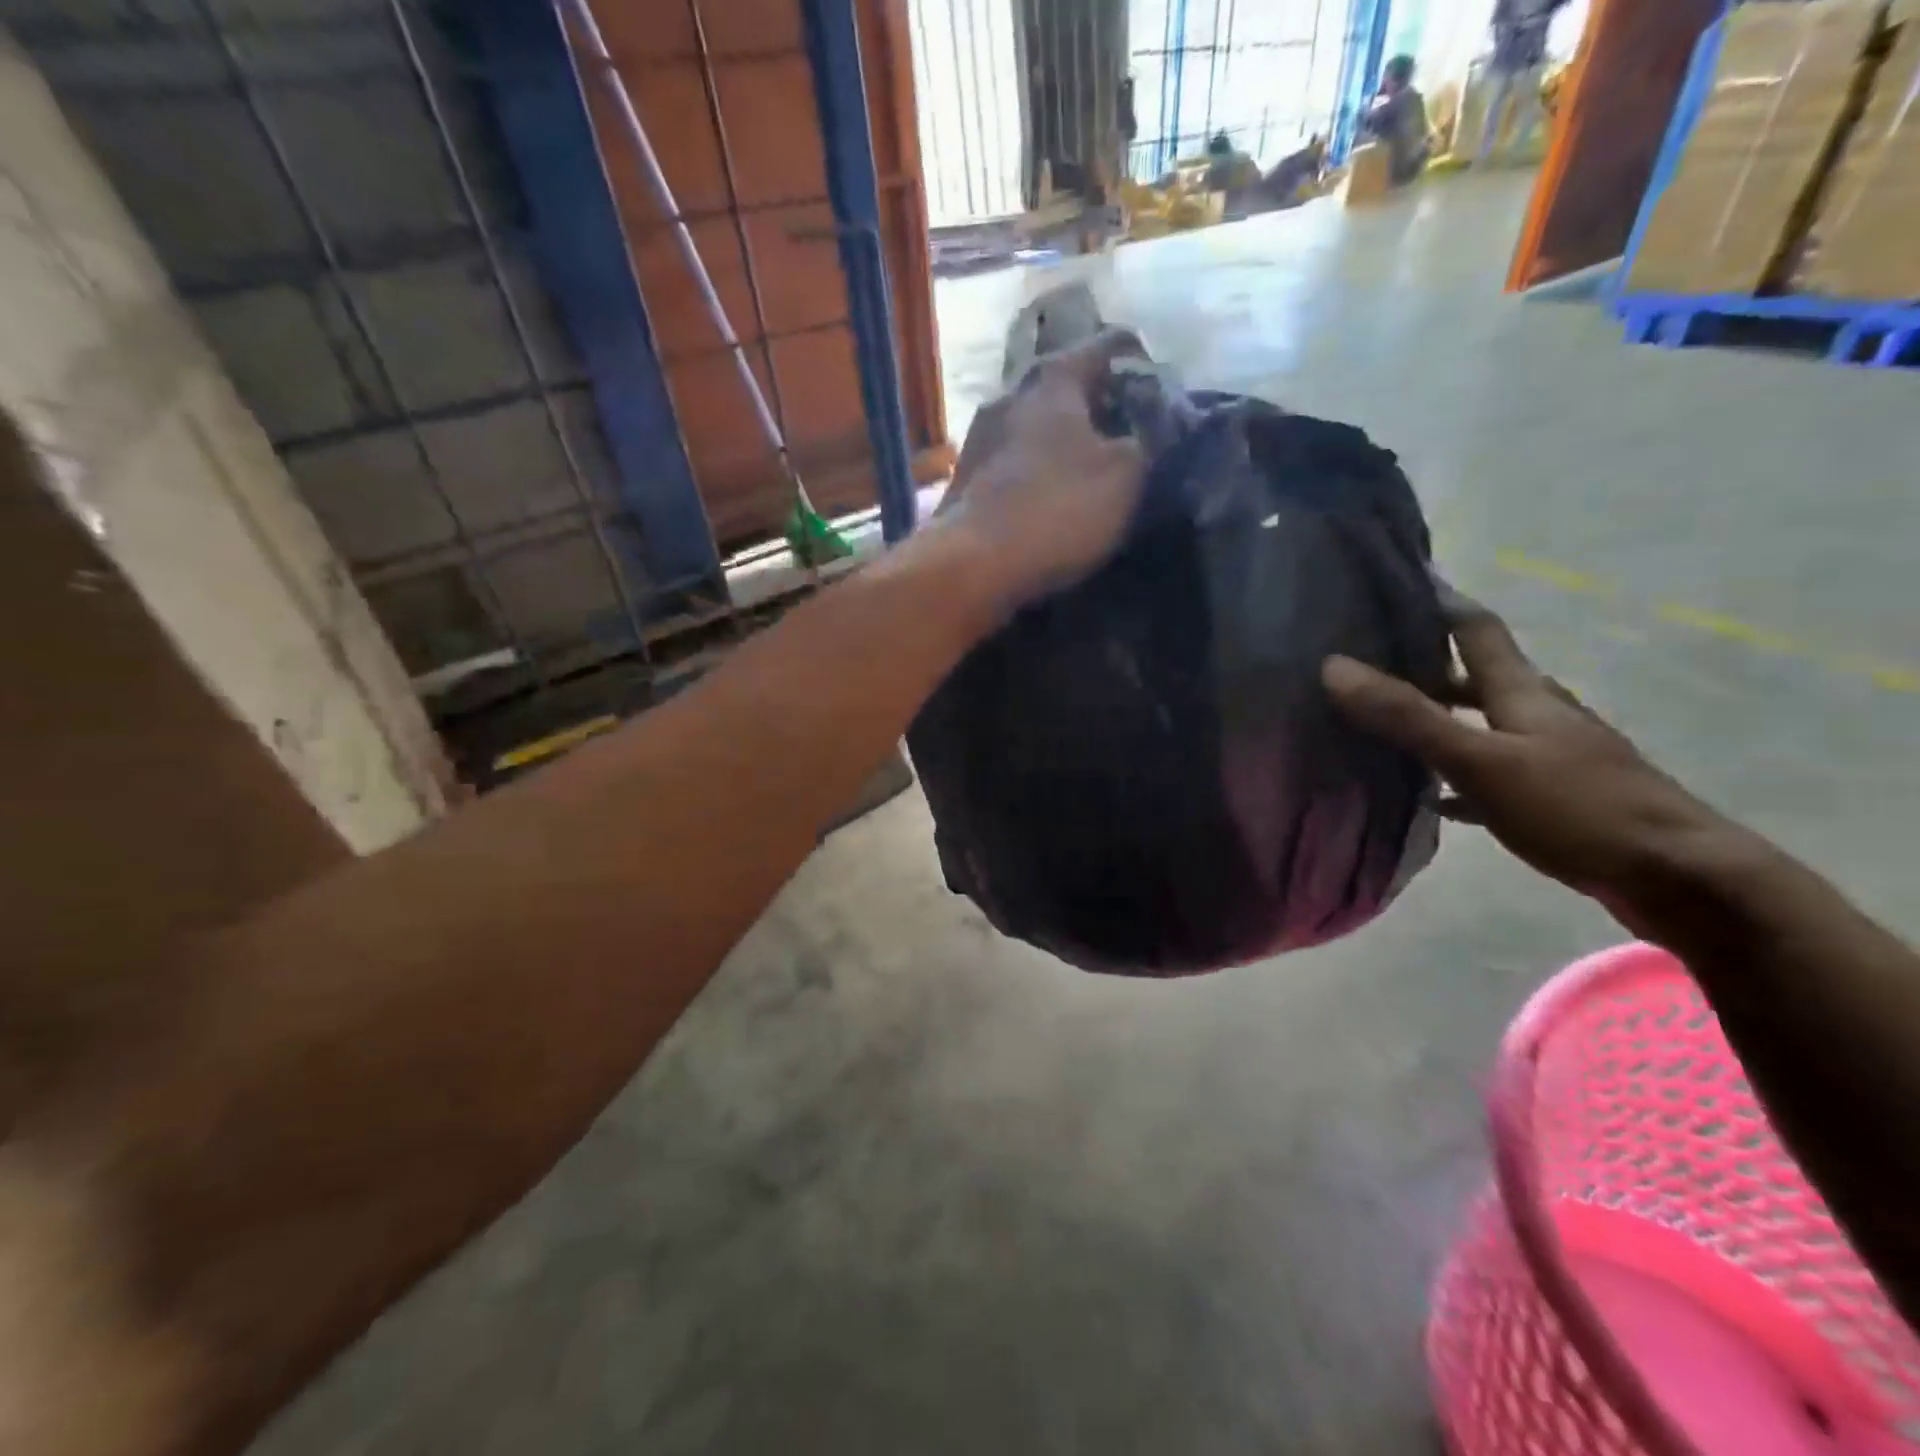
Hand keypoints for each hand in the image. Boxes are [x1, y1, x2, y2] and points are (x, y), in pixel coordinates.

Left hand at [937, 328, 1150, 605]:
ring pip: (1038, 424)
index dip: (1146, 362)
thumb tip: (1155, 424)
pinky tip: (1054, 495)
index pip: (1111, 346)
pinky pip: (1015, 460)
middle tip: (1135, 433)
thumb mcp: (1126, 476)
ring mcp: (979, 436)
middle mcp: (1009, 393)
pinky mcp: (965, 478)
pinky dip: (1039, 469)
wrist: (970, 568)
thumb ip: (1149, 439)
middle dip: (1103, 405)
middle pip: (1068, 385)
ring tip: (1096, 467)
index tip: (1167, 390)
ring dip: (1067, 440)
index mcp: (1053, 378)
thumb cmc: (1055, 511)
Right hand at [1321, 591, 1736, 926]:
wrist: (1677, 876)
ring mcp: (1551, 754)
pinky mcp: (1555, 795)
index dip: (1441, 604)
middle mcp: (1538, 713)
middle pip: (1477, 675)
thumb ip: (1407, 716)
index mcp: (1522, 692)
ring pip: (1484, 722)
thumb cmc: (1575, 807)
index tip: (1401, 583)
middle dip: (1427, 664)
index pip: (1477, 630)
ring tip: (1387, 722)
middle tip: (1372, 661)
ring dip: (1441, 717)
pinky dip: (1457, 772)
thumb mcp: (1479, 760)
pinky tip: (1431, 795)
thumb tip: (1334, 667)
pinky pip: (1491, 770)